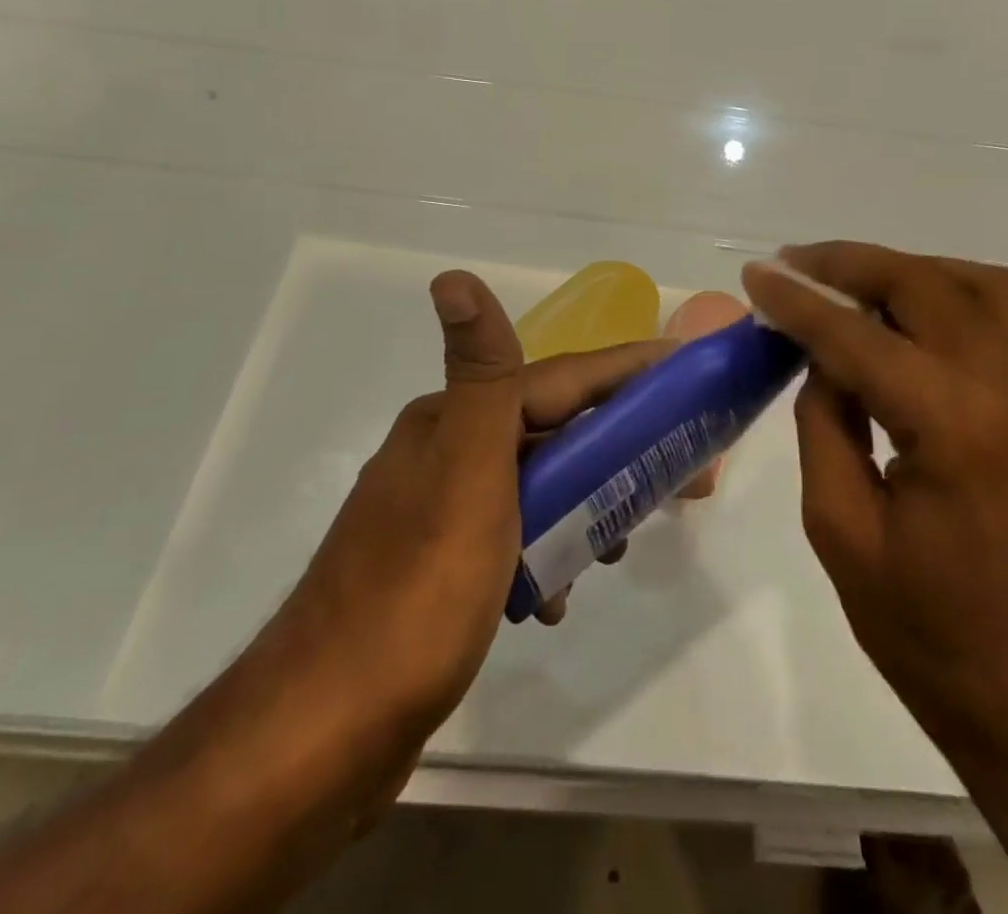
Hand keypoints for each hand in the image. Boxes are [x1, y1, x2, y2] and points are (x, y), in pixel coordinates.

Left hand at [254, 271, 670, 800]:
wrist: (322, 733)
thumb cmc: (417, 593)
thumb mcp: (465, 474)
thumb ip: (479, 375)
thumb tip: (452, 275)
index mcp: (451, 422)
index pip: (559, 380)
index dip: (627, 373)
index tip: (686, 370)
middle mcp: (442, 453)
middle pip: (552, 433)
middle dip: (618, 449)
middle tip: (682, 476)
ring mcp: (435, 514)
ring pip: (535, 488)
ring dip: (583, 506)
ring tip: (618, 547)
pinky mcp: (435, 570)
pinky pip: (511, 539)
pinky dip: (544, 554)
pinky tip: (556, 598)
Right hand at [739, 244, 1007, 775]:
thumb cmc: (938, 642)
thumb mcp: (844, 535)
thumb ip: (825, 429)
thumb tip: (823, 363)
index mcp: (953, 426)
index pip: (856, 336)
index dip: (797, 300)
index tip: (755, 275)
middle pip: (925, 285)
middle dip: (850, 263)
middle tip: (795, 265)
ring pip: (982, 285)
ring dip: (911, 270)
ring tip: (853, 283)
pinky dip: (952, 295)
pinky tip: (909, 320)